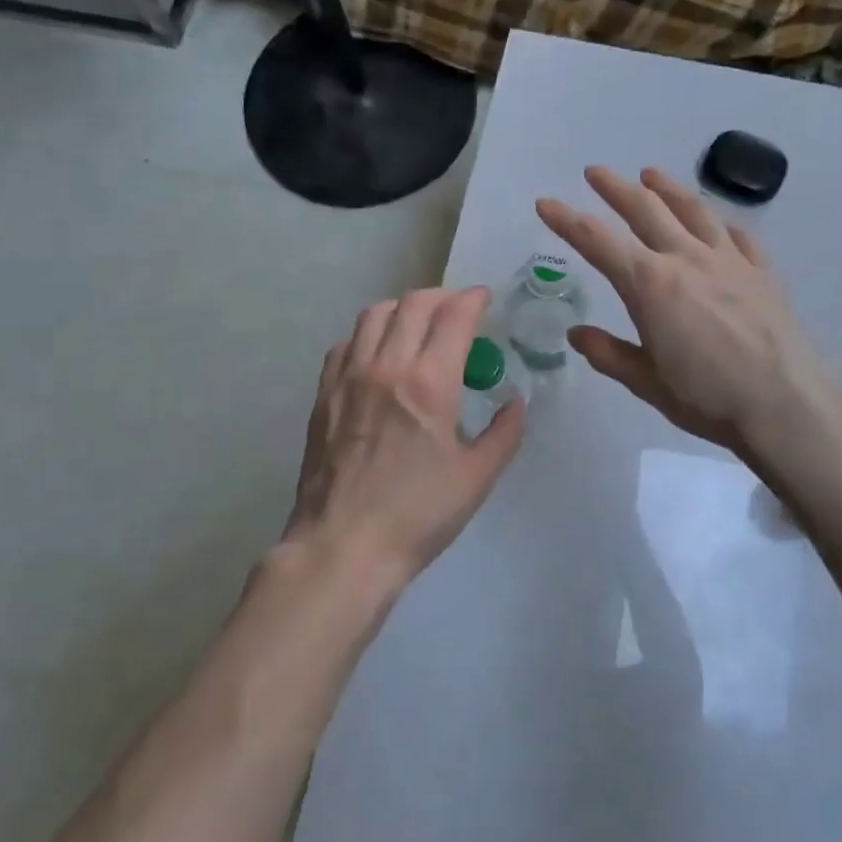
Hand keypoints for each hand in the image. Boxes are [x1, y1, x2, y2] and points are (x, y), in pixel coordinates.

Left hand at [282, 286, 525, 588]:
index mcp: (429, 383)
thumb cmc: (417, 515)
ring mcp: (349, 376)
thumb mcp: (476, 478)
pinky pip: (346, 342)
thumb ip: (504, 433)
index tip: (485, 299)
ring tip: (419, 325)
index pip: (454, 316)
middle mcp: (386, 366)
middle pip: (414, 304)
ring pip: (374, 314)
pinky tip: (379, 354)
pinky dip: (369, 334)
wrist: (344, 545)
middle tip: (458, 309)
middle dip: (442, 296)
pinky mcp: (325, 393)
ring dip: (403, 308)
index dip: (473, 299)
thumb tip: (516, 403)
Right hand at [536, 167, 830, 453]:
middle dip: (615, 188)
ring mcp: (729, 260)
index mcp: (650, 285)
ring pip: (693, 210)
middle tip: (595, 172)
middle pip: (645, 210)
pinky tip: (718, 223)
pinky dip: (721, 224)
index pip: (597, 241)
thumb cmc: (707, 397)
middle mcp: (686, 259)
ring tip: (651, 174)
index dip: (567, 220)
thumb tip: (576, 334)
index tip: (545, 203)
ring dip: (668, 188)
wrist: (785, 404)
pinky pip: (738, 236)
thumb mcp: (646, 382)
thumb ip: (609, 354)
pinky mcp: (762, 272)